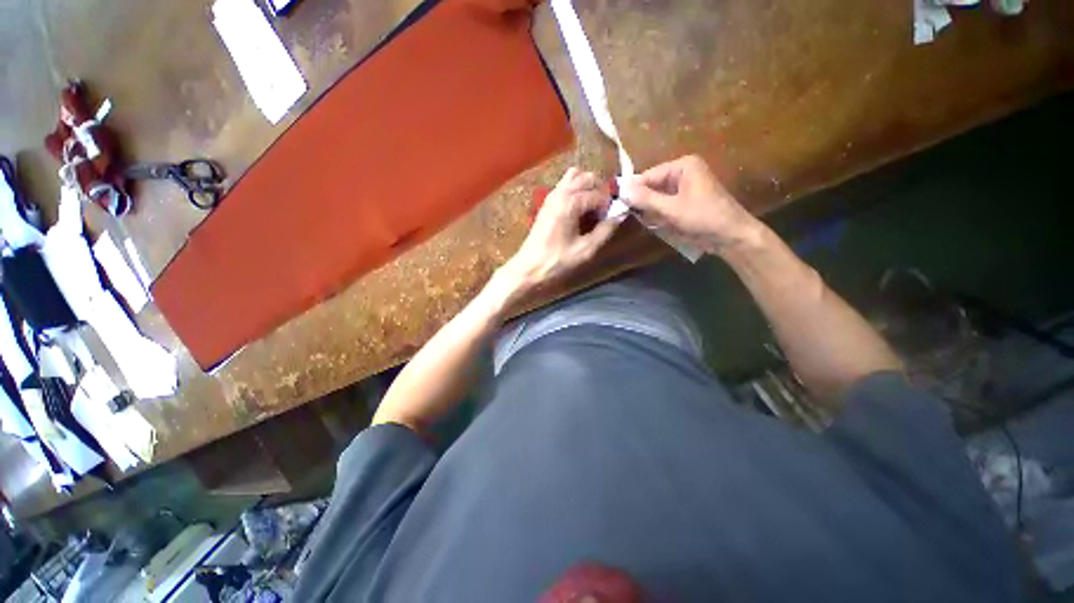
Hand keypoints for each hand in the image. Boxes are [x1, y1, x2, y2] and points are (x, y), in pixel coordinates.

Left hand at [503, 167, 619, 290]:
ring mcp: (551, 195)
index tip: (610, 220)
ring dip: (588, 186)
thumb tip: (620, 215)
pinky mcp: (547, 202)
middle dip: (600, 190)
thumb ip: (605, 230)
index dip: (609, 206)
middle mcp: (560, 192)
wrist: (529, 268)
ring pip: (575, 176)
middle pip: (588, 177)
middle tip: (604, 211)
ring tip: (592, 207)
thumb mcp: (585, 249)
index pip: (599, 193)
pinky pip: (565, 184)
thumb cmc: (557, 261)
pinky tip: (580, 209)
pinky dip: (576, 190)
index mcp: (570, 202)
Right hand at [619, 155, 761, 253]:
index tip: (616, 203)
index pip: (648, 175)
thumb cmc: (704, 217)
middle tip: (628, 215)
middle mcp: (682, 173)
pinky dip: (658, 215)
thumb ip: (646, 199)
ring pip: (656, 198)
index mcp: (683, 166)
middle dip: (642, 202)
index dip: (632, 189)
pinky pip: (663, 206)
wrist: (730, 236)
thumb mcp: (672, 208)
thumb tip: (621, 189)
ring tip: (646, 221)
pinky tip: (657, 224)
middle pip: (652, 186)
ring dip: (650, 211)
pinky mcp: (684, 202)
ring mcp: (684, 188)